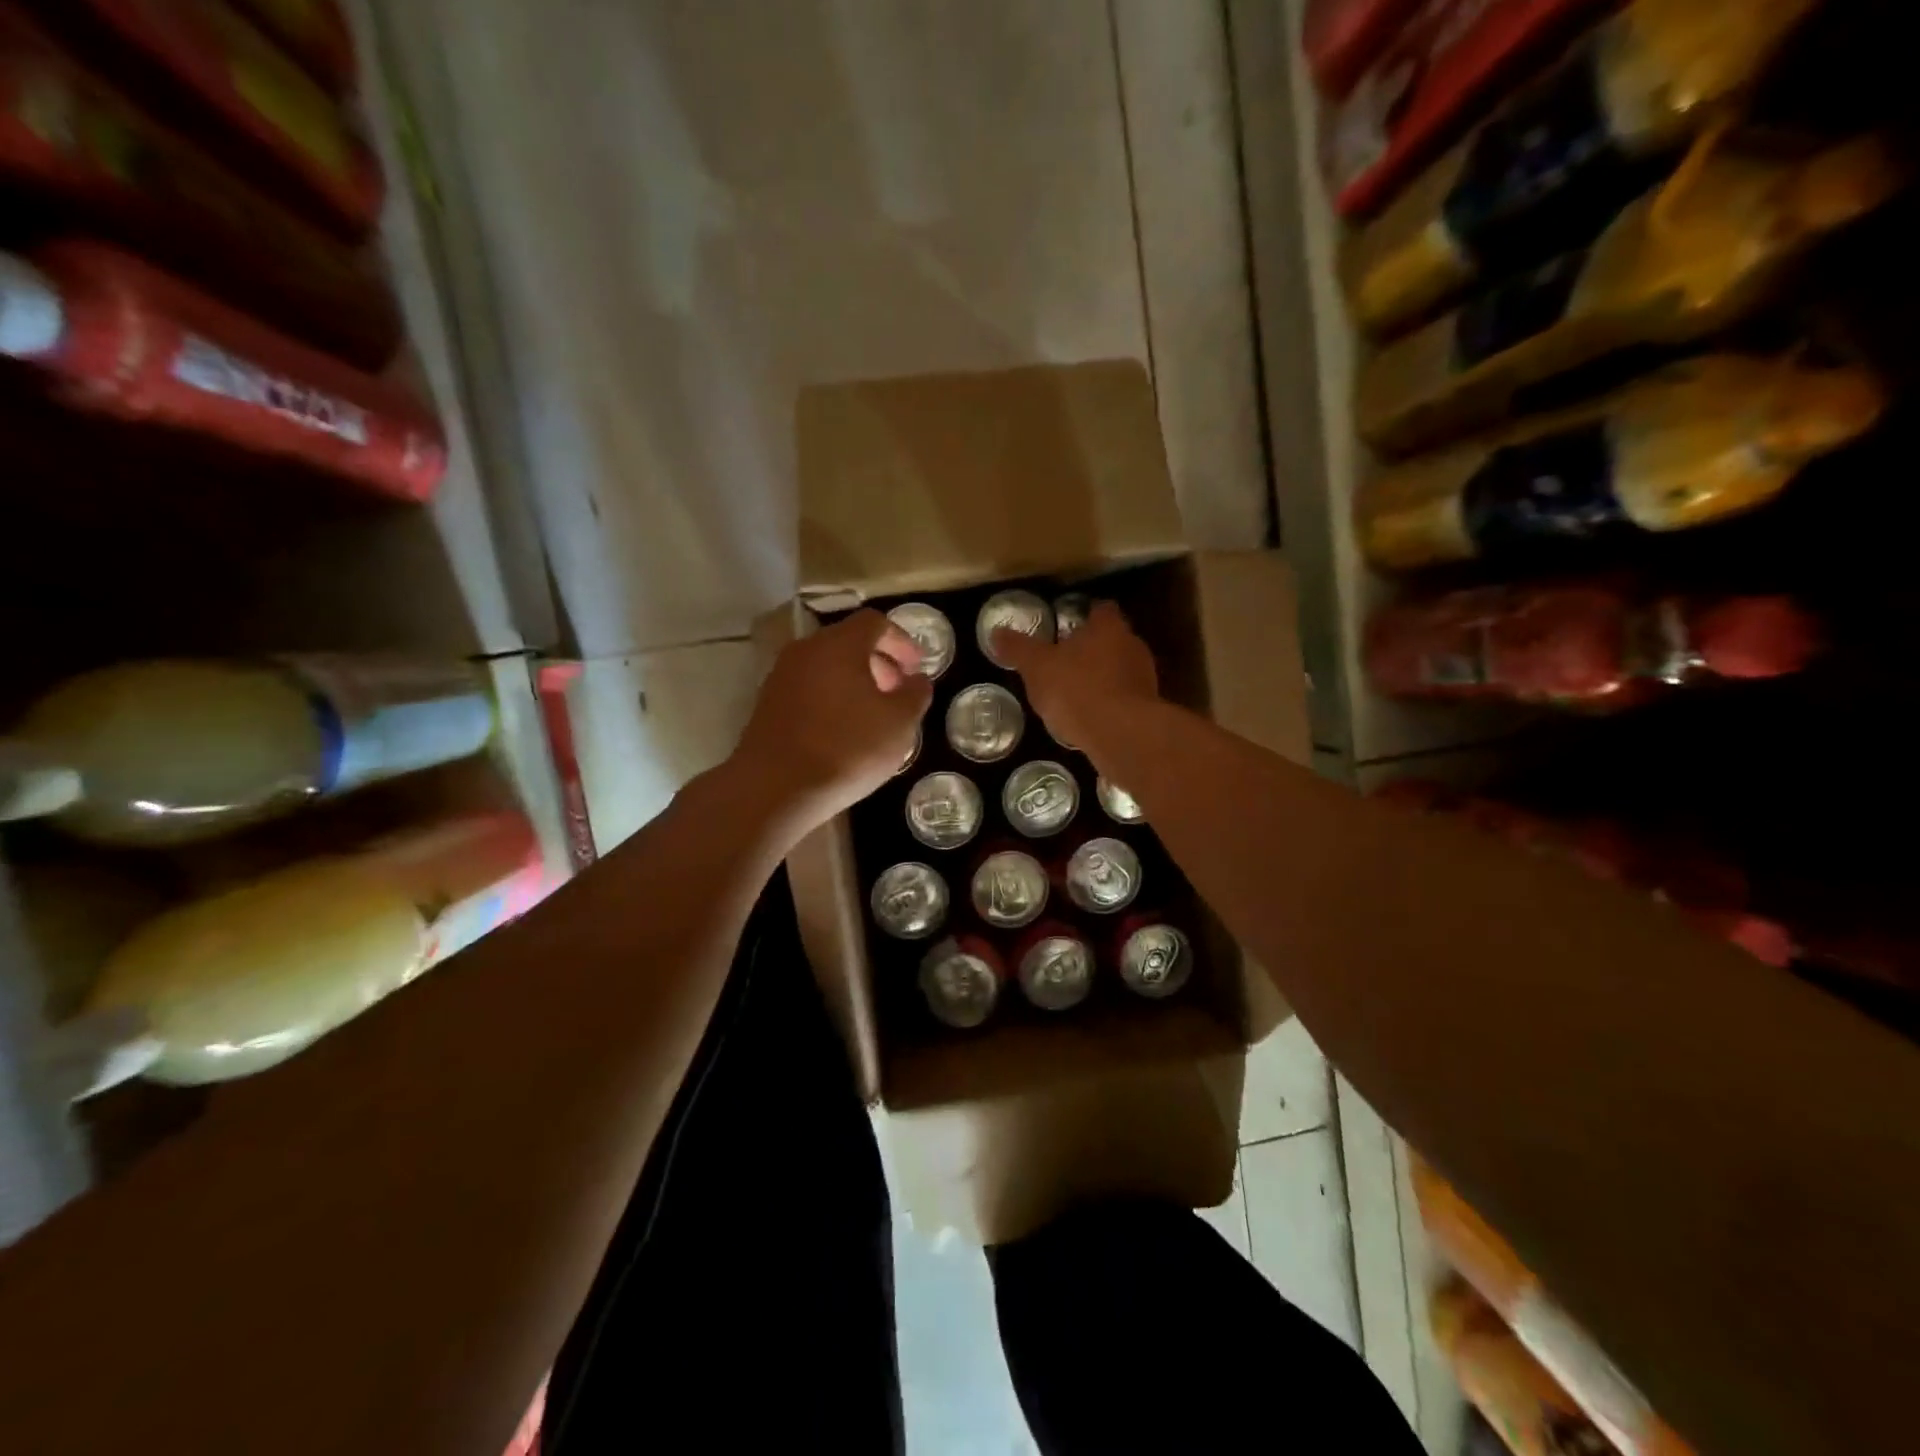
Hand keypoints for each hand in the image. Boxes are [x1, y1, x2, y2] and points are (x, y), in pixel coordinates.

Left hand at [735, 609, 933, 828]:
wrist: (775, 788)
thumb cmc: (846, 749)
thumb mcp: (899, 724)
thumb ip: (915, 695)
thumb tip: (917, 680)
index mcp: (839, 645)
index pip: (875, 622)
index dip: (902, 641)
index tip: (916, 668)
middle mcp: (806, 651)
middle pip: (848, 642)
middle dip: (879, 662)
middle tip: (898, 692)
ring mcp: (781, 677)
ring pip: (826, 666)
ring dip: (854, 682)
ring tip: (873, 715)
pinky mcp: (768, 705)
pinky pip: (808, 689)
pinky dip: (831, 698)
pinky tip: (843, 732)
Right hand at [993, 601, 1158, 751]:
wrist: (1121, 735)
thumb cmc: (1077, 689)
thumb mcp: (1037, 667)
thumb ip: (1018, 649)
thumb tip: (996, 632)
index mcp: (1108, 627)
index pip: (1100, 610)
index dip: (1085, 615)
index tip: (1067, 624)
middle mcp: (1132, 645)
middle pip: (1112, 639)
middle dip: (1091, 648)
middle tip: (1066, 660)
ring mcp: (1144, 678)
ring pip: (1120, 669)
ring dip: (1102, 677)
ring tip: (1075, 692)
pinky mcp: (1147, 708)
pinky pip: (1124, 698)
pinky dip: (1110, 703)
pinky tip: (1090, 718)